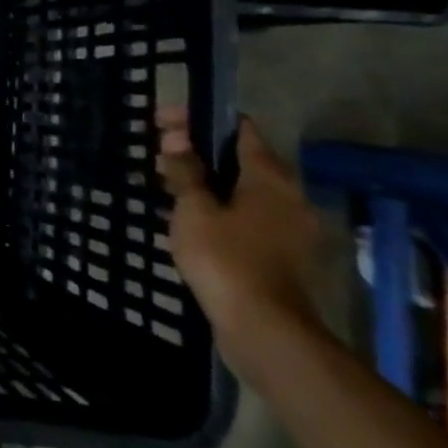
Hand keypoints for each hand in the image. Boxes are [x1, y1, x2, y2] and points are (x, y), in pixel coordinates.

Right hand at [157, 108, 320, 356]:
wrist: (264, 330)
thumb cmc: (226, 259)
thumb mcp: (193, 209)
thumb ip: (184, 170)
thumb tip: (176, 138)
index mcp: (270, 176)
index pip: (238, 128)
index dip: (200, 118)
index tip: (163, 121)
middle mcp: (288, 195)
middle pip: (240, 158)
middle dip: (198, 150)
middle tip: (159, 153)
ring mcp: (288, 227)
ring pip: (243, 189)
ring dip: (207, 181)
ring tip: (167, 184)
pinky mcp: (281, 254)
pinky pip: (246, 215)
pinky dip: (220, 207)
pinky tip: (190, 217)